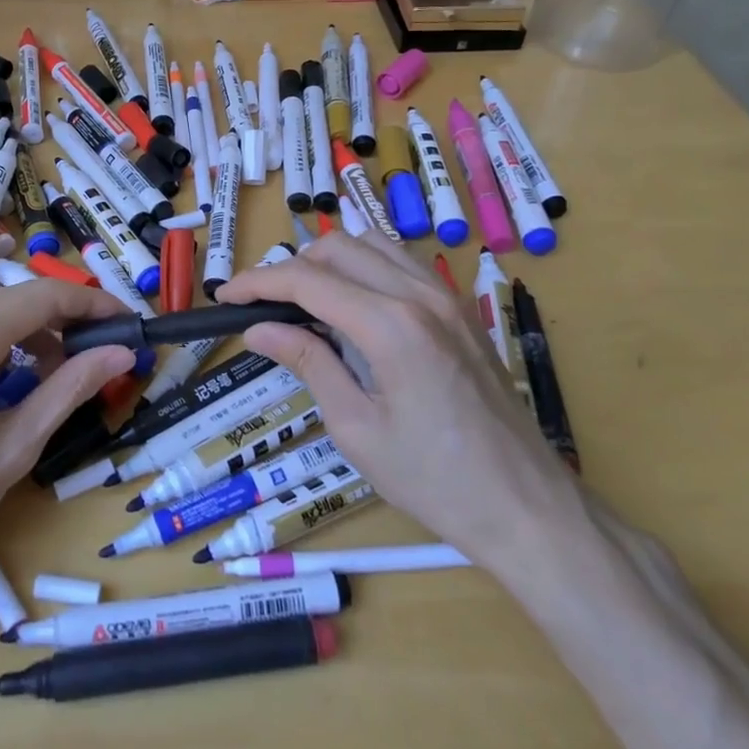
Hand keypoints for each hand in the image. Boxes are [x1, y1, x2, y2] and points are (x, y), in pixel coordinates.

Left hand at [0, 280, 133, 597]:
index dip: (94, 304)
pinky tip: (13, 382)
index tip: (130, 322)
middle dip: (66, 320)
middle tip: (106, 351)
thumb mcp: (16, 444)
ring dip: (32, 335)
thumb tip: (123, 352)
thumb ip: (71, 388)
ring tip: (64, 374)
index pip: (45, 297)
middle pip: (16, 301)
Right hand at [215, 233, 586, 595]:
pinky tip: (353, 306)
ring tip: (303, 303)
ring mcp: (447, 296)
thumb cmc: (432, 479)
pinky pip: (402, 264)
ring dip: (329, 262)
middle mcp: (420, 294)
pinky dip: (365, 269)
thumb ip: (309, 363)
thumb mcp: (356, 427)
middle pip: (338, 248)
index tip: (224, 298)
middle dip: (290, 268)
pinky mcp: (461, 309)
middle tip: (263, 308)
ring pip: (373, 245)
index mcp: (391, 326)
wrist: (524, 503)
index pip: (307, 280)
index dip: (257, 282)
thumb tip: (258, 330)